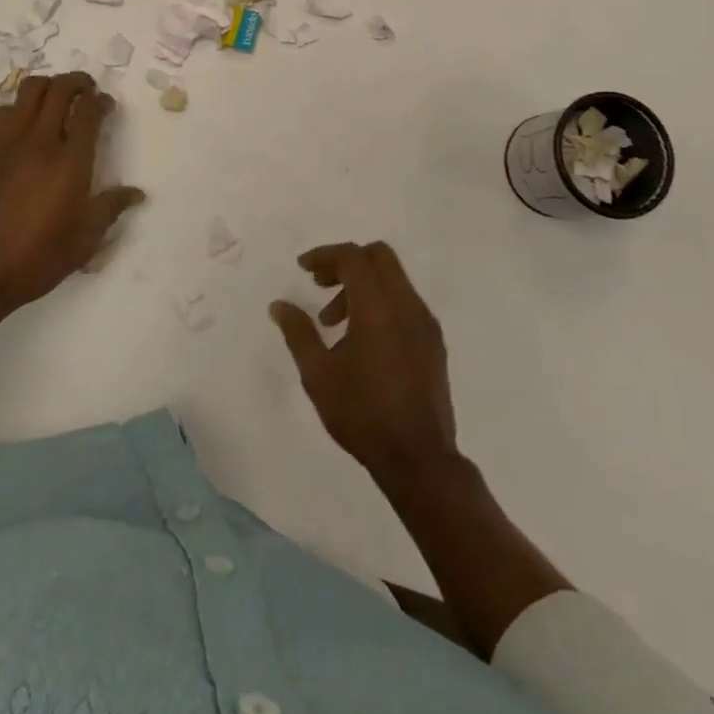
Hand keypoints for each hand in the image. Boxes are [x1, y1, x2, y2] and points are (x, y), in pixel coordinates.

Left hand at [0, 72, 144, 330]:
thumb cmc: (37, 258)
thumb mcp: (84, 240)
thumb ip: (111, 209)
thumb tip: (136, 193)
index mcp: (70, 162)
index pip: (88, 111)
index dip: (101, 100)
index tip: (106, 105)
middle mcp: (40, 142)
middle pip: (59, 90)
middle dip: (77, 82)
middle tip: (85, 90)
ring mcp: (7, 144)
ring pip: (28, 92)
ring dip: (47, 87)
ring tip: (55, 99)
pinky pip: (2, 113)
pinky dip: (19, 107)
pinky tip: (24, 123)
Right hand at [270, 240, 458, 485]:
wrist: (419, 459)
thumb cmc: (363, 414)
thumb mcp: (318, 375)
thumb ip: (298, 333)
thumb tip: (279, 305)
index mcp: (378, 307)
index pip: (353, 257)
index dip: (325, 255)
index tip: (303, 268)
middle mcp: (406, 305)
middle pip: (379, 256)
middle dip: (346, 262)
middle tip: (320, 285)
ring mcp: (425, 322)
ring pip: (393, 279)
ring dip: (362, 285)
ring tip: (334, 323)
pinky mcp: (434, 341)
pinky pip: (405, 302)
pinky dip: (381, 303)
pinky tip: (362, 339)